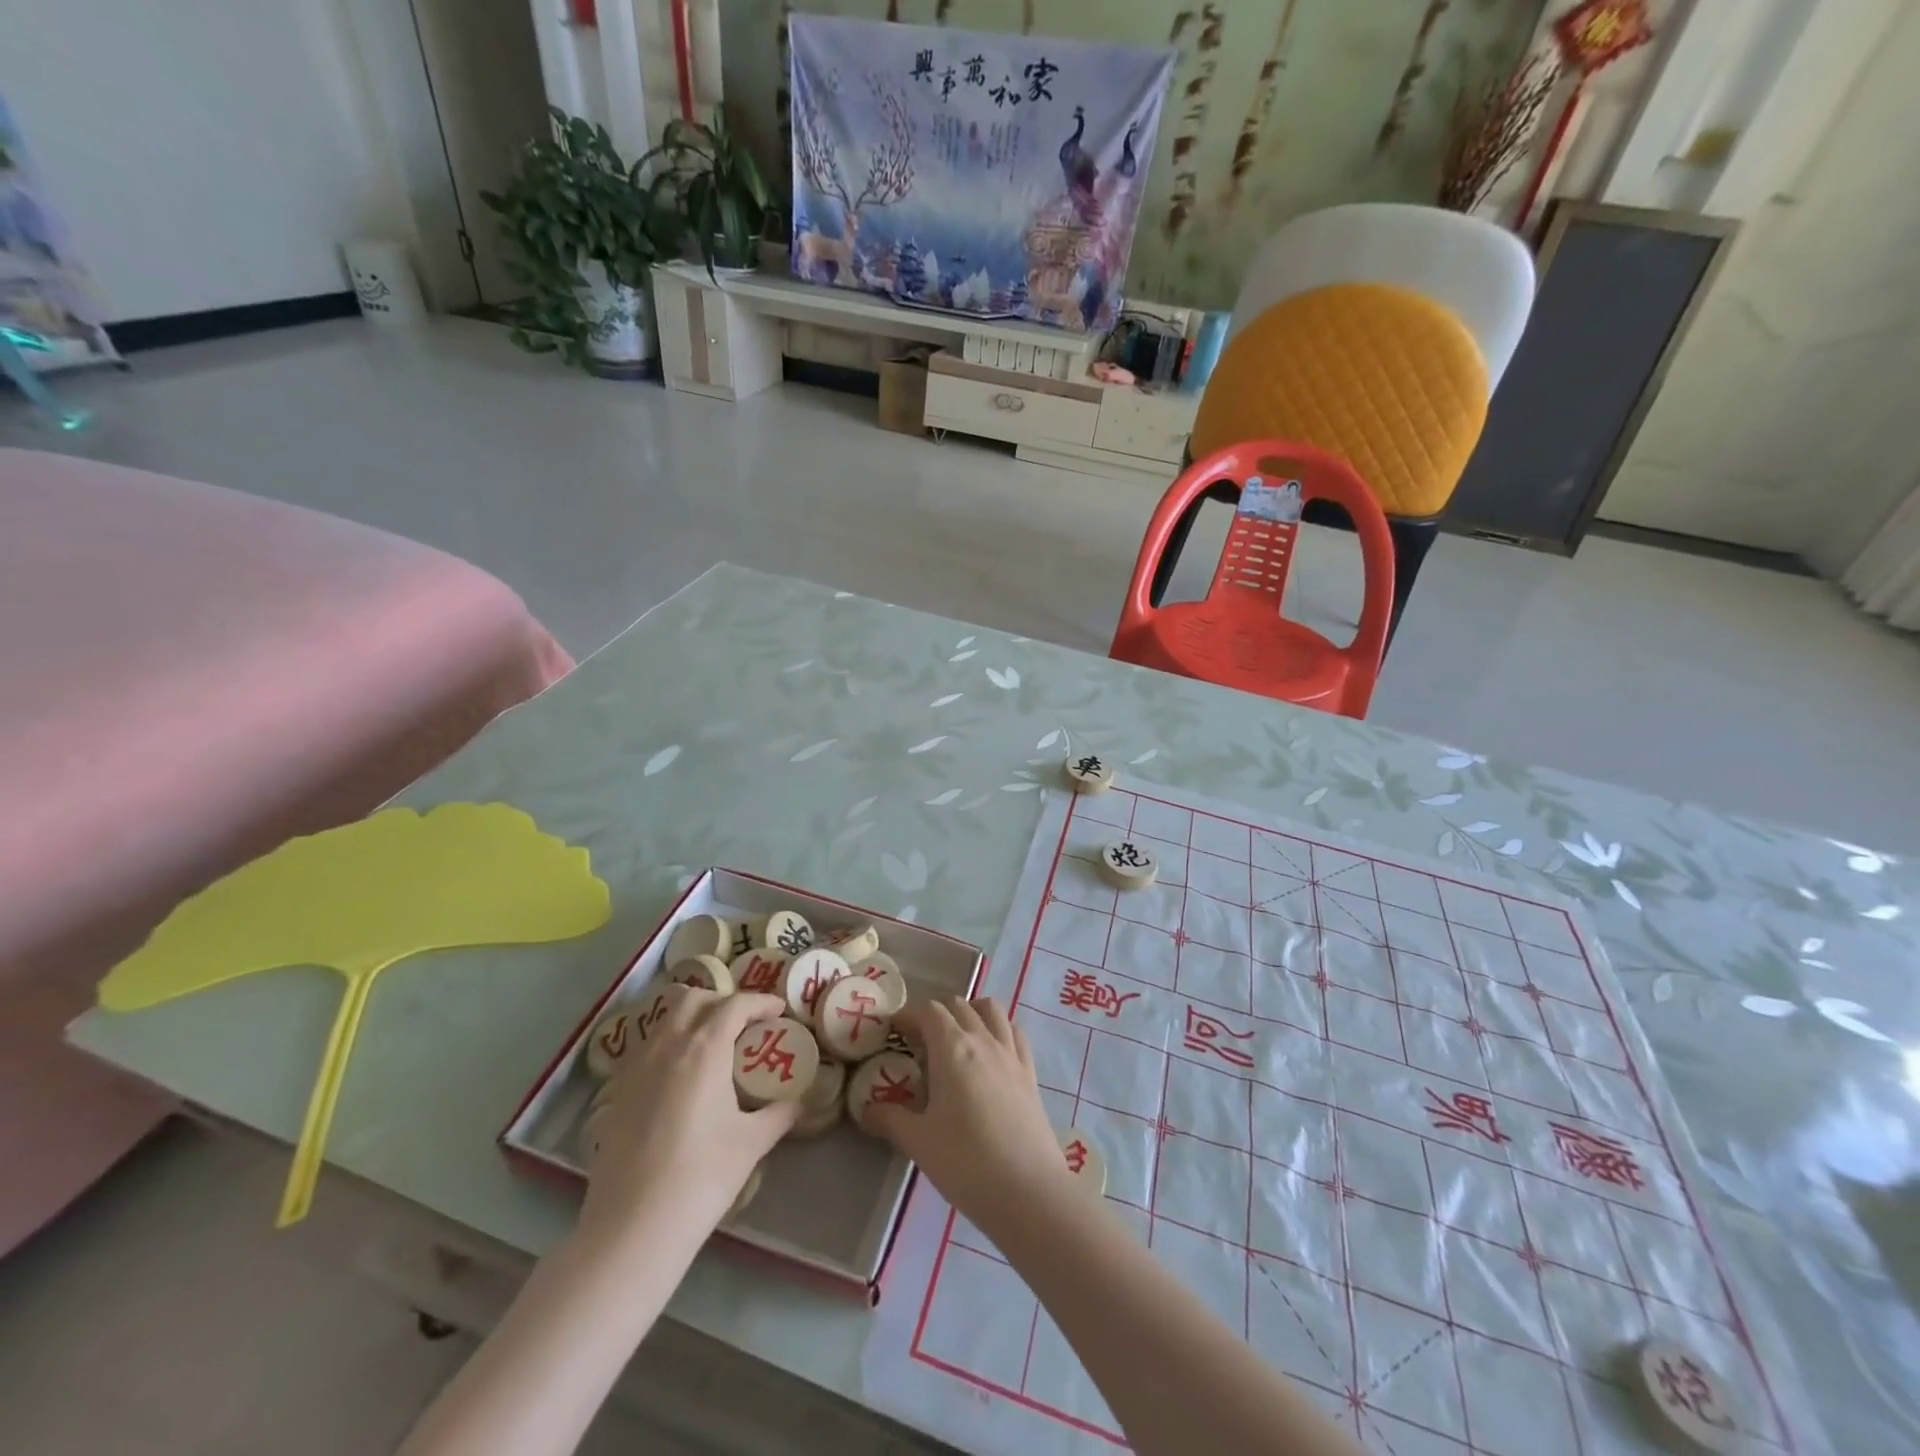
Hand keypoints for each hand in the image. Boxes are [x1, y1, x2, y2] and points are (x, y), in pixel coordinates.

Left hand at [578, 987, 797, 1252]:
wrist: (631, 1228)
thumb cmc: (701, 1178)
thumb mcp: (751, 1144)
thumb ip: (778, 1115)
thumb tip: (797, 1103)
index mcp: (704, 1048)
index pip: (735, 1004)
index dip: (760, 1002)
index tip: (779, 1012)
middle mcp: (667, 1046)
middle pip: (694, 998)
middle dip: (722, 1001)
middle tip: (744, 1024)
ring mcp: (636, 1067)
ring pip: (665, 1019)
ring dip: (693, 1018)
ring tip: (713, 1045)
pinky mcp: (618, 1091)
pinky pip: (647, 1047)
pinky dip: (669, 1044)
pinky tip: (682, 1076)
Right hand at [866, 996, 1071, 1236]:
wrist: (1028, 1190)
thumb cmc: (966, 1162)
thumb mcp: (918, 1142)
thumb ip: (890, 1119)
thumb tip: (867, 1109)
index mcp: (952, 1048)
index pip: (929, 1011)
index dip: (908, 1015)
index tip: (894, 1032)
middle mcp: (983, 1040)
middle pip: (959, 1006)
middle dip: (935, 1014)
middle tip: (918, 1041)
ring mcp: (1011, 1054)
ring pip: (991, 1011)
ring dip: (970, 1013)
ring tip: (956, 1037)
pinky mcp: (1030, 1073)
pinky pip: (1014, 1033)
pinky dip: (999, 1030)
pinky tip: (991, 1052)